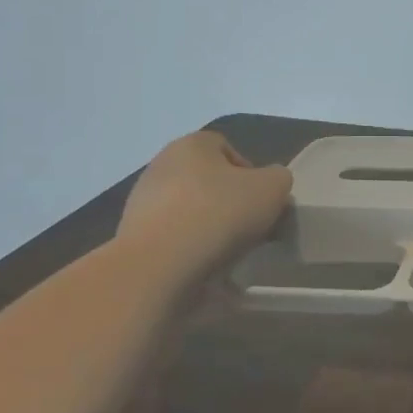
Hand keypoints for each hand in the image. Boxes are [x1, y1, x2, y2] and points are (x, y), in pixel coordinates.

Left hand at [118, 130, 292, 269]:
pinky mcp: (133, 237)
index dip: (250, 173)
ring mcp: (142, 202)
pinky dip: (189, 250)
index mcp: (192, 144)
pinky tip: (203, 267)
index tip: (261, 201)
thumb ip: (279, 179)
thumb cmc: (219, 214)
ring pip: (189, 210)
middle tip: (249, 227)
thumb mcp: (273, 188)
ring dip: (209, 227)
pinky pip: (173, 239)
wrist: (159, 266)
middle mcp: (161, 165)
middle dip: (229, 201)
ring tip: (228, 252)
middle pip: (207, 180)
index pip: (226, 148)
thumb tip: (270, 185)